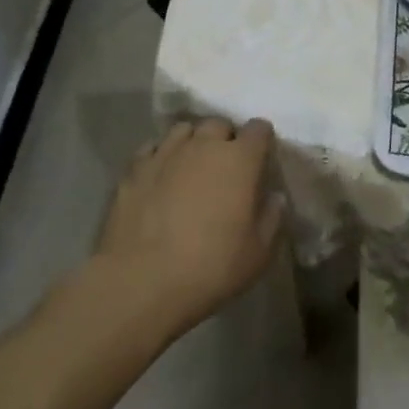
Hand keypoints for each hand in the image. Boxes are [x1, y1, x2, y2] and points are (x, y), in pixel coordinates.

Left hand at [93, 117, 281, 336]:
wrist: (140, 283)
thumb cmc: (210, 268)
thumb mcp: (257, 254)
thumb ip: (271, 219)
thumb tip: (274, 197)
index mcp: (240, 160)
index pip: (258, 129)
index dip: (261, 140)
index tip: (260, 159)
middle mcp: (204, 145)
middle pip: (219, 125)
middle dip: (225, 140)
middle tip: (225, 167)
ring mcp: (166, 153)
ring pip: (184, 130)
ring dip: (192, 142)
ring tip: (191, 166)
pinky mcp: (134, 169)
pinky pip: (152, 148)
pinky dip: (160, 156)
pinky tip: (160, 176)